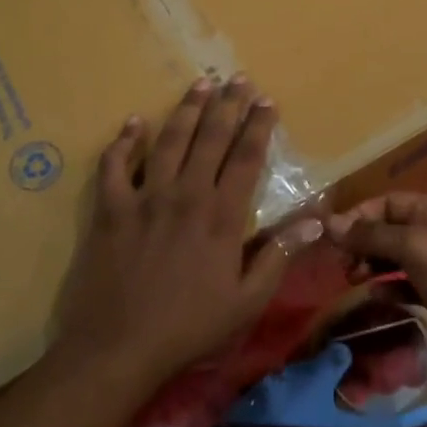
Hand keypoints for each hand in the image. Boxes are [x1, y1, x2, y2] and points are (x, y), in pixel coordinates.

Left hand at [53, 76, 315, 391]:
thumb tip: (316, 221)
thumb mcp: (247, 301)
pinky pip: (115, 166)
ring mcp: (144, 198)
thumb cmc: (189, 328)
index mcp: (221, 216)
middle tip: (238, 78)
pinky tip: (133, 122)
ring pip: (168, 142)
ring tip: (200, 84)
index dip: (258, 127)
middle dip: (227, 106)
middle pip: (210, 139)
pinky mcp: (110, 210)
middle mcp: (185, 195)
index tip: (267, 101)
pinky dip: (123, 142)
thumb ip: (280, 256)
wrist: (117, 348)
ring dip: (186, 110)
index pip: (246, 158)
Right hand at [327, 193, 426, 341]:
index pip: (387, 202)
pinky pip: (404, 281)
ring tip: (353, 279)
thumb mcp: (414, 247)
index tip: (332, 236)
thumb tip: (330, 223)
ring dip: (371, 263)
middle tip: (342, 263)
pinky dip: (387, 285)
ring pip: (393, 255)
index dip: (359, 216)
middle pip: (388, 228)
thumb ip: (372, 235)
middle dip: (362, 242)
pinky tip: (375, 295)